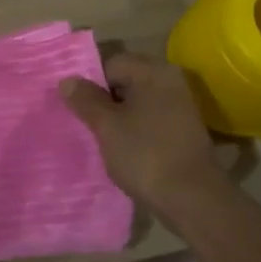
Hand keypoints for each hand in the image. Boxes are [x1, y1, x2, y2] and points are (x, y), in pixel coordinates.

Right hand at [59, 52, 223, 213]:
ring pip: (137, 103)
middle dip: (103, 100)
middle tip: (83, 122)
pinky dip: (135, 130)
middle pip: (126, 81)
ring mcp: (181, 107)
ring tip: (99, 138)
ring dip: (118, 117)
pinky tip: (121, 150)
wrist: (192, 198)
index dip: (90, 83)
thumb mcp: (106, 126)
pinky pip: (150, 120)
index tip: (75, 107)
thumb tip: (68, 80)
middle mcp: (171, 81)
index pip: (111, 64)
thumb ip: (85, 100)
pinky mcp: (184, 130)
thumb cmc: (145, 154)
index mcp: (154, 71)